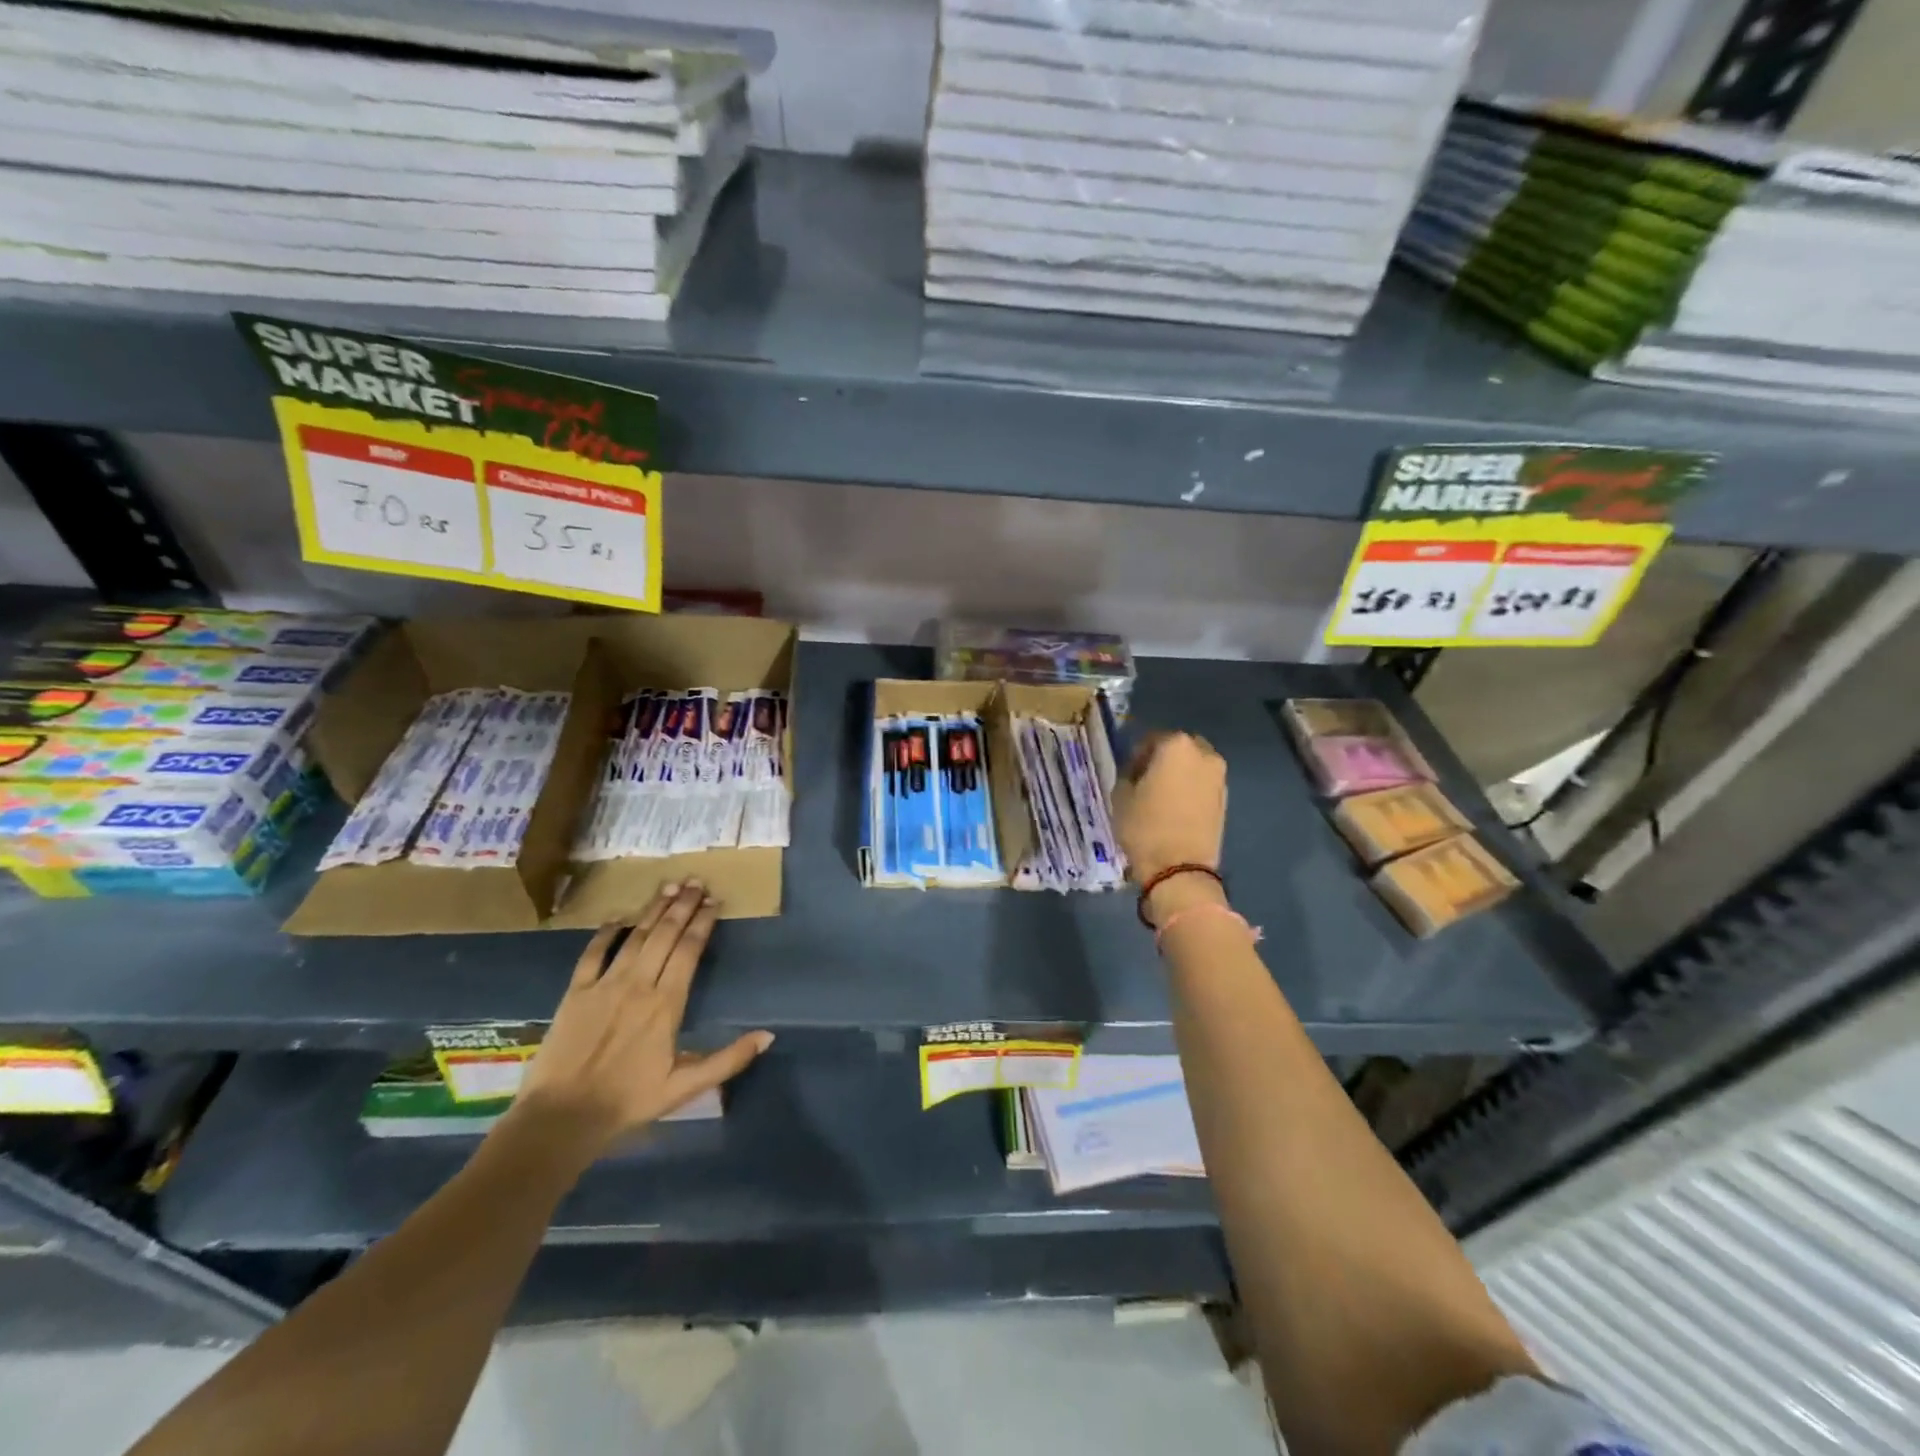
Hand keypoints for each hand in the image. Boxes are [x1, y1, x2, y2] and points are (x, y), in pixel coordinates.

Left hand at [511, 882, 772, 1161]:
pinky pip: (593, 954)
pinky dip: (606, 933)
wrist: (562, 1118)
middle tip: (696, 881)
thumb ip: (729, 1059)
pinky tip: (618, 917)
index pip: (689, 951)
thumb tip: (769, 1035)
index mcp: (667, 1004)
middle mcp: (639, 985)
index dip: (703, 923)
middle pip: (665, 935)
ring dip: (653, 910)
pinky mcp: (576, 992)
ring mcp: (605, 985)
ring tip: (669, 887)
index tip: (714, 901)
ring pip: (636, 937)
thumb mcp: (686, 1087)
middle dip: (683, 906)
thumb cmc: (629, 1102)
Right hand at [1113, 731, 1227, 892]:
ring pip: (1193, 766)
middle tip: (1146, 781)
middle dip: (1163, 760)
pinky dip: (1190, 790)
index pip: (1151, 739)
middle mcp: (1204, 754)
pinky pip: (1202, 785)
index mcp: (1176, 746)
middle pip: (1178, 749)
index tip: (1128, 773)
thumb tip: (1136, 771)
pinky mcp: (1225, 800)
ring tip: (1160, 797)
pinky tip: (1175, 809)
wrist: (1179, 869)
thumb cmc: (1144, 827)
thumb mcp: (1121, 796)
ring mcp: (1219, 777)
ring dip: (1179, 775)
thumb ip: (1128, 773)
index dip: (1137, 754)